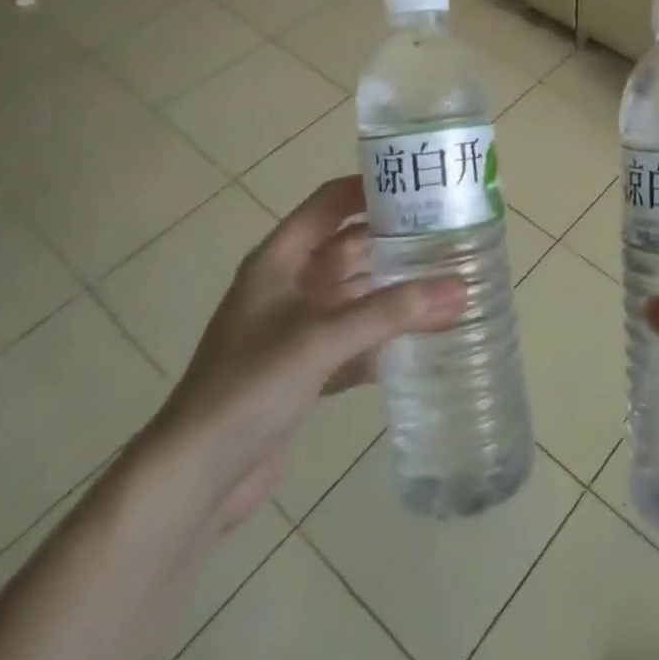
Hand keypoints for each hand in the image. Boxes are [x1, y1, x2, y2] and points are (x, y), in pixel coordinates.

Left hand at [148, 176, 466, 527]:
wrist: (196, 475)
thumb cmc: (251, 384)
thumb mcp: (323, 337)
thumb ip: (393, 311)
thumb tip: (462, 289)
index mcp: (280, 260)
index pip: (330, 203)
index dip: (370, 188)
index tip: (421, 184)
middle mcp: (288, 285)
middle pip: (349, 248)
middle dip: (394, 242)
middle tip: (450, 236)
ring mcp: (295, 328)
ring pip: (355, 296)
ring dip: (394, 292)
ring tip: (448, 283)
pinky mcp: (303, 369)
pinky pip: (354, 340)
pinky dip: (383, 338)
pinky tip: (422, 341)